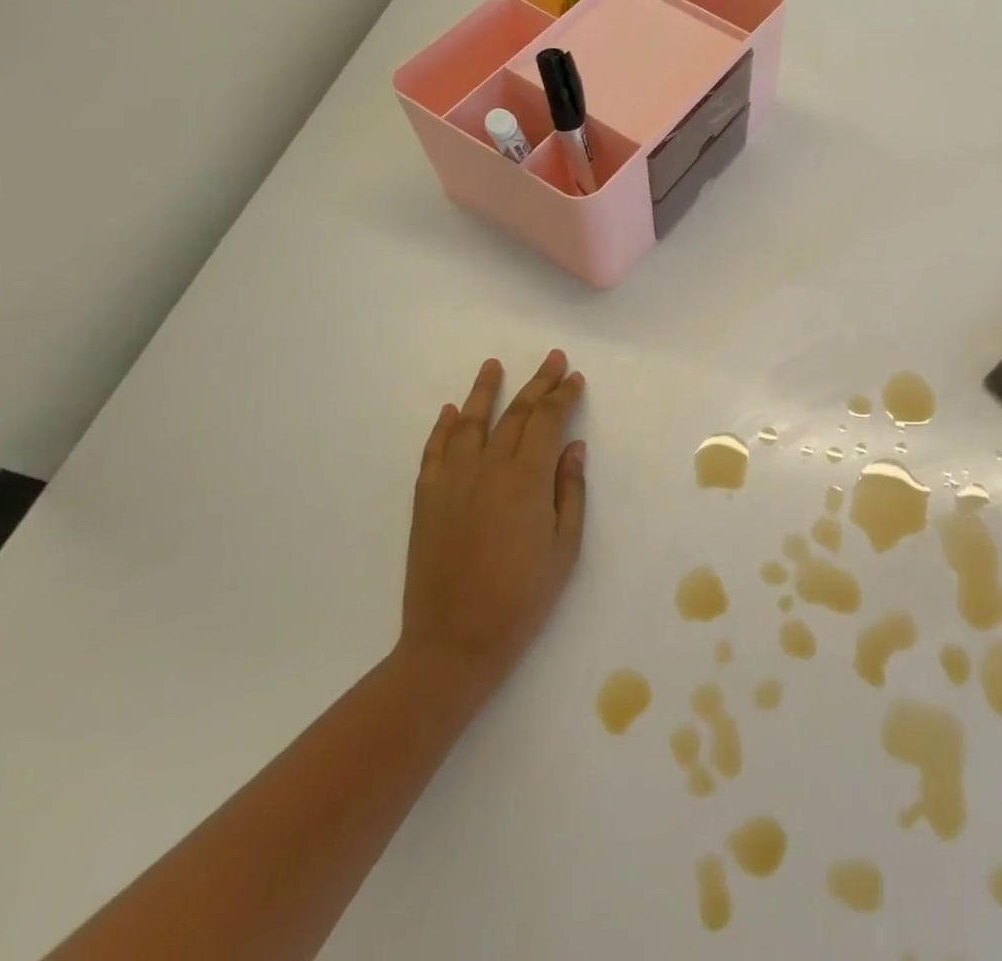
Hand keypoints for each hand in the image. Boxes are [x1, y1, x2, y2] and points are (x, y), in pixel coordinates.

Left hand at [394, 351, 587, 699]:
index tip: (575, 378)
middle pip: (515, 413)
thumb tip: (572, 447)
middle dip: (537, 383)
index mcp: (526, 478)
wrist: (455, 641)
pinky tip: (450, 410)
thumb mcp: (565, 547)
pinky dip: (443, 426)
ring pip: (469, 421)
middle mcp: (488, 467)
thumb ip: (570, 490)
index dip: (564, 396)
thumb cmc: (523, 597)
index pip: (548, 420)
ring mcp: (451, 480)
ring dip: (484, 390)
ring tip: (493, 365)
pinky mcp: (426, 497)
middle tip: (553, 359)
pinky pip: (435, 450)